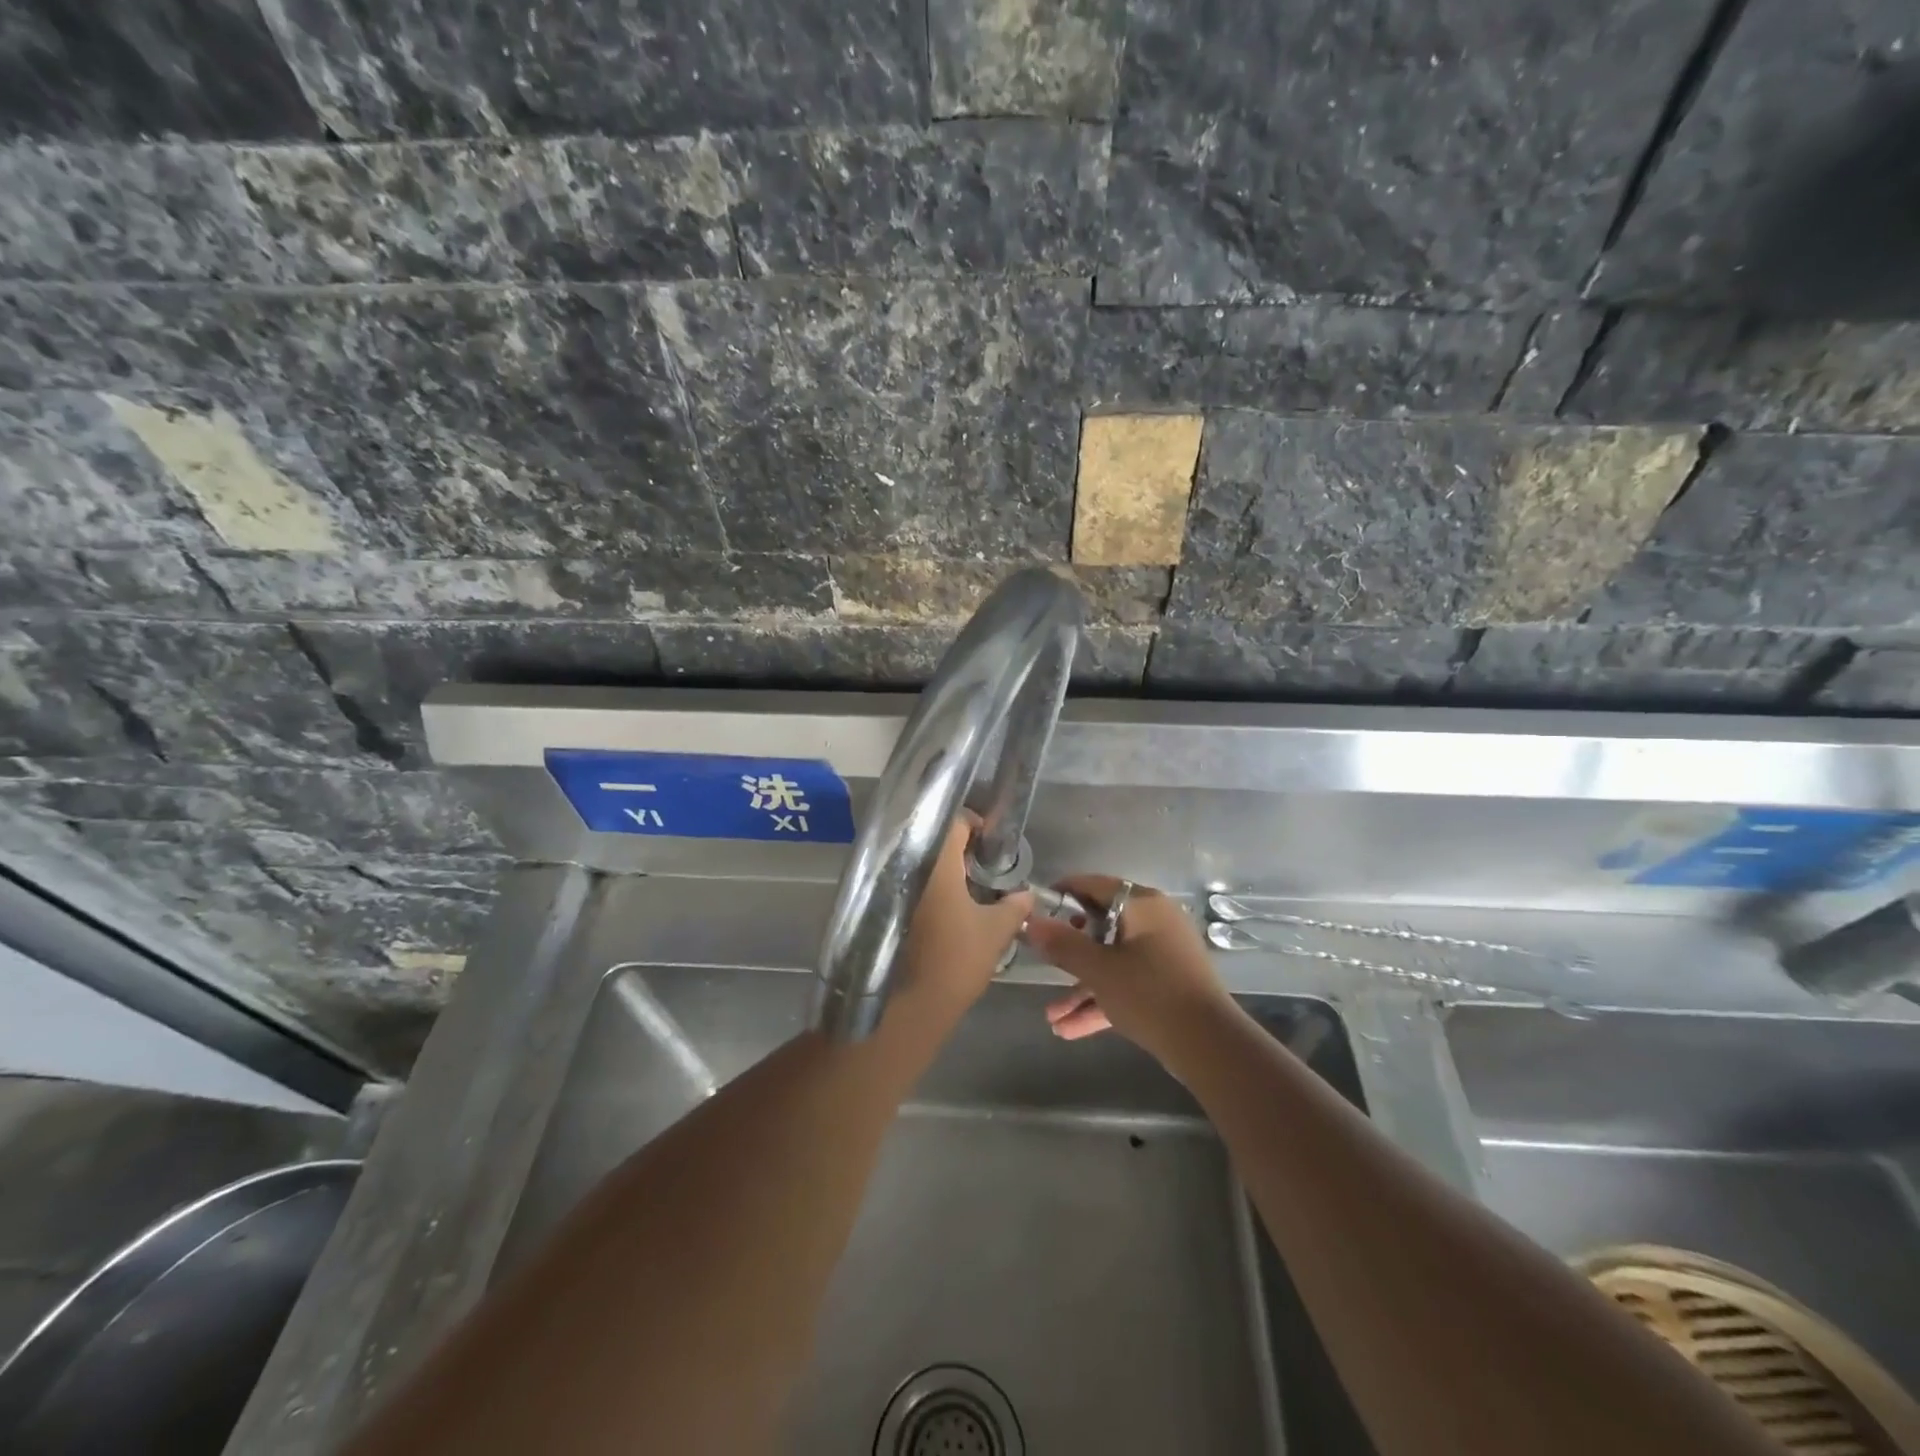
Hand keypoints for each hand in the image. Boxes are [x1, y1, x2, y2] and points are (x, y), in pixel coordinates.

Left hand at [886, 817, 1032, 1032]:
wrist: (908, 1006)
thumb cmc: (956, 960)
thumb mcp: (996, 931)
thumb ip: (1015, 906)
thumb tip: (1028, 893)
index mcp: (936, 861)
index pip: (955, 822)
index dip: (975, 826)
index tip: (990, 843)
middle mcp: (906, 864)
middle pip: (933, 840)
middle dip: (957, 849)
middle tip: (981, 866)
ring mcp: (888, 886)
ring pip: (917, 862)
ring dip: (939, 869)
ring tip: (965, 887)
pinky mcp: (879, 907)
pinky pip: (904, 883)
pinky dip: (924, 887)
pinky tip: (943, 907)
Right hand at [1022, 876, 1233, 1063]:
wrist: (1210, 1047)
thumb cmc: (1151, 994)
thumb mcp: (1099, 970)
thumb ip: (1063, 944)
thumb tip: (1030, 921)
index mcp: (1143, 905)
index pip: (1095, 886)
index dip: (1062, 895)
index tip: (1035, 910)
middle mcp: (1155, 922)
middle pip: (1101, 926)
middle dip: (1068, 953)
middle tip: (1043, 962)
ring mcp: (1163, 955)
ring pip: (1112, 962)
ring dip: (1081, 987)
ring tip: (1050, 1018)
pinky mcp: (1167, 984)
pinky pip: (1126, 984)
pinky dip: (1102, 1001)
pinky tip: (1068, 1030)